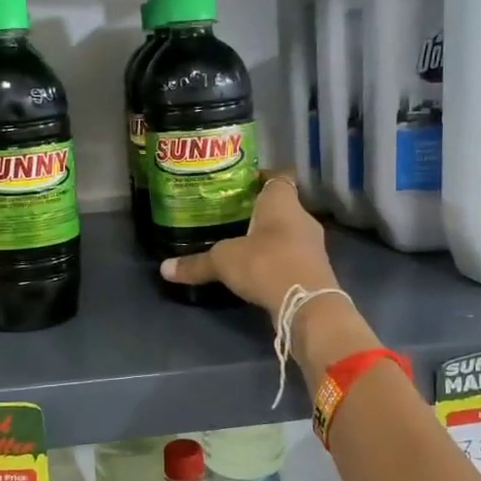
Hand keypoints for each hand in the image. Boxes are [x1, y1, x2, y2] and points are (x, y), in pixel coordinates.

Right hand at [160, 173, 338, 313]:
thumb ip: (196, 264)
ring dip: (270, 238)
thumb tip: (164, 268)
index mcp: (282, 201)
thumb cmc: (265, 263)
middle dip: (259, 212)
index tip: (241, 184)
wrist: (307, 303)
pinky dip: (278, 260)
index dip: (260, 178)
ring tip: (243, 244)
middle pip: (281, 206)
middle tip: (232, 216)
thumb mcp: (223, 261)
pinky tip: (260, 270)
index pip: (277, 177)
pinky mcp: (316, 269)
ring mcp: (313, 244)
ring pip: (288, 232)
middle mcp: (302, 216)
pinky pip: (293, 256)